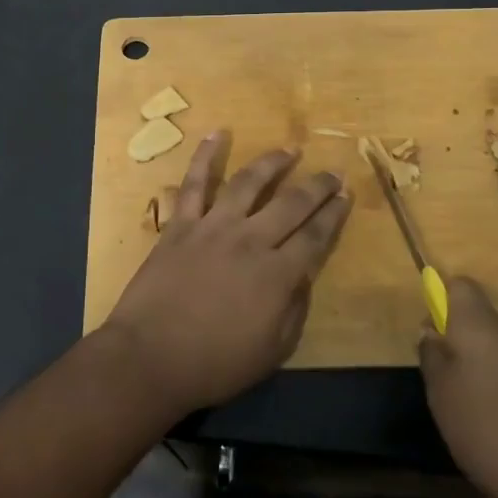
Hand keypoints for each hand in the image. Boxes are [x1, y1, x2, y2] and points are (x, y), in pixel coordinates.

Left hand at [105, 132, 350, 415]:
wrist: (151, 358)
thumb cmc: (214, 364)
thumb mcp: (273, 352)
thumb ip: (293, 309)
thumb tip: (302, 277)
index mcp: (277, 275)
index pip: (316, 236)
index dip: (334, 214)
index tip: (346, 195)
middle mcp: (251, 240)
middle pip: (291, 203)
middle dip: (317, 185)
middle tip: (332, 171)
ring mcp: (214, 227)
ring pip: (249, 183)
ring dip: (272, 162)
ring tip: (289, 149)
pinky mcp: (181, 224)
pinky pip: (195, 183)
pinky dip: (205, 156)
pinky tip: (217, 133)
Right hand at [419, 277, 497, 497]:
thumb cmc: (495, 429)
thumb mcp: (443, 396)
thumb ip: (432, 358)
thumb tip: (432, 332)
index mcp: (481, 327)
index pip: (459, 287)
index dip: (441, 302)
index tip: (431, 337)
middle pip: (476, 338)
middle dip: (458, 370)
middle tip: (445, 406)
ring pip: (496, 381)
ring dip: (481, 412)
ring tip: (474, 463)